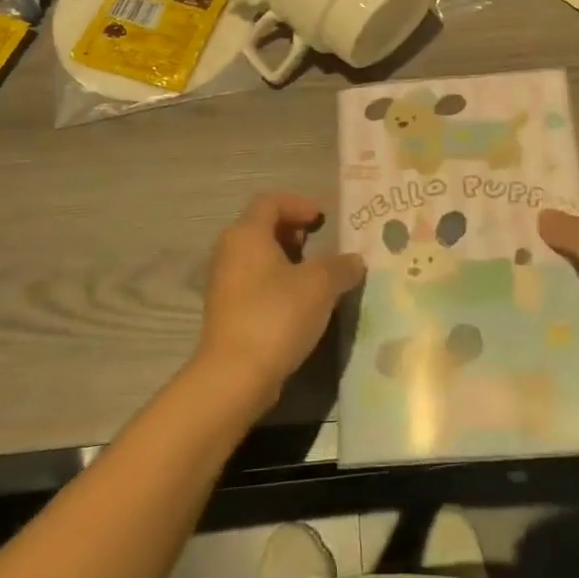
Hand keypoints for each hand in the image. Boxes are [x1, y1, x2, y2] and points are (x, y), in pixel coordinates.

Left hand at [194, 192, 365, 409]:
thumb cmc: (277, 314)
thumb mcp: (320, 285)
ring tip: (315, 275)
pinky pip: (255, 283)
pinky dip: (277, 282)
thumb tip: (354, 260)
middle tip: (319, 243)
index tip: (322, 219)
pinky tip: (300, 303)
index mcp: (247, 234)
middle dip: (292, 231)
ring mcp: (224, 283)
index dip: (298, 204)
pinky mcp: (227, 312)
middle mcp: (229, 252)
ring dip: (287, 259)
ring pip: (258, 257)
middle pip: (261, 227)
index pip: (270, 202)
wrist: (235, 375)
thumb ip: (340, 266)